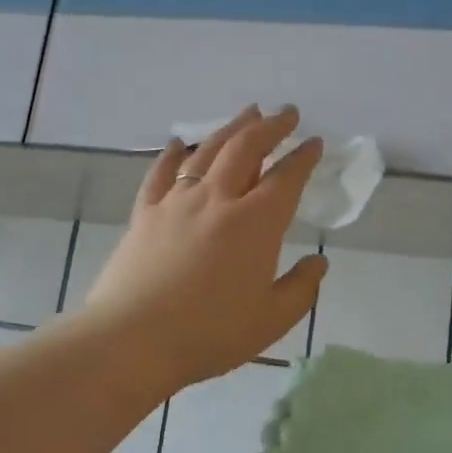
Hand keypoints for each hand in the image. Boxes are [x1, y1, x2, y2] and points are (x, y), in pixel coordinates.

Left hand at [84, 105, 329, 392]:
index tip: (314, 142)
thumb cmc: (209, 334)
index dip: (303, 157)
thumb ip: (301, 289)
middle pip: (247, 149)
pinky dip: (172, 154)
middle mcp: (217, 199)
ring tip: (247, 113)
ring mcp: (177, 202)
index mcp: (255, 224)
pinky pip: (160, 173)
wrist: (133, 339)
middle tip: (286, 113)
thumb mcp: (270, 320)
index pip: (286, 178)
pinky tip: (177, 144)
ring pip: (207, 151)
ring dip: (231, 128)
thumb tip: (318, 263)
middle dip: (271, 126)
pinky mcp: (145, 213)